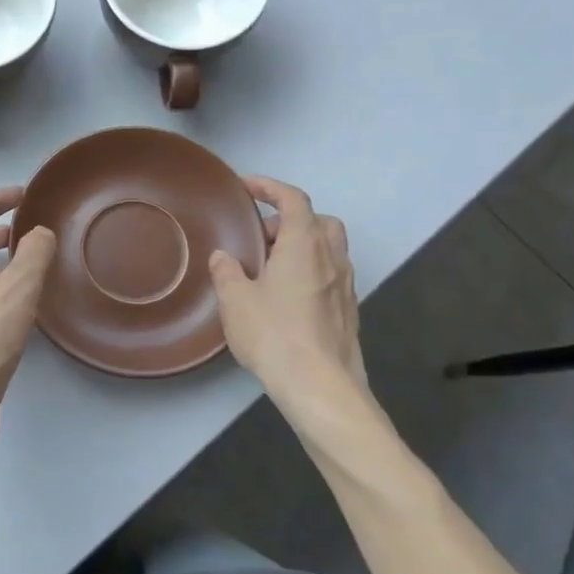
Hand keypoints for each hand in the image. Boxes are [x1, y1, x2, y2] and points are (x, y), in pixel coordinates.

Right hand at [208, 177, 378, 437]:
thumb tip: (224, 257)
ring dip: (301, 247)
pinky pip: (329, 275)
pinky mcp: (348, 312)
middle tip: (258, 238)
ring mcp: (345, 285)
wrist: (321, 387)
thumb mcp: (236, 300)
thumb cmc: (275, 334)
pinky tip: (285, 297)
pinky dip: (309, 272)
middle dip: (288, 220)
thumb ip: (227, 272)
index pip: (293, 199)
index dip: (269, 187)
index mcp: (304, 244)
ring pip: (328, 249)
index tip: (245, 188)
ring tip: (269, 269)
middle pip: (318, 221)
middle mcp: (331, 257)